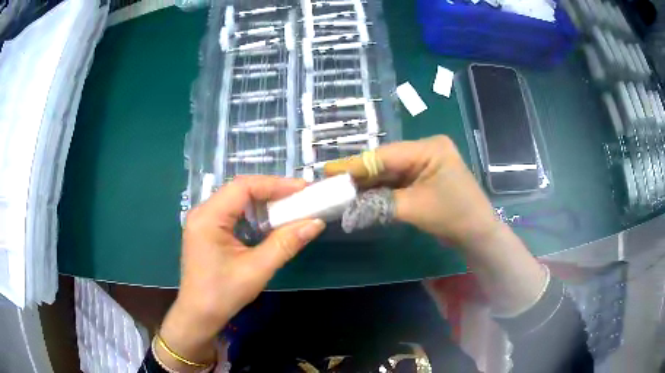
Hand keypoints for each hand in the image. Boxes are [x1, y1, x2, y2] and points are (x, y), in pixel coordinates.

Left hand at [157, 176, 325, 369]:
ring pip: (237, 200)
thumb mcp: (257, 270)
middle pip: (240, 189)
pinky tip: (269, 220)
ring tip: (290, 205)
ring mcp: (203, 221)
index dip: (275, 184)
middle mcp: (203, 212)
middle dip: (272, 191)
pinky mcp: (207, 230)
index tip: (303, 189)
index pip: (243, 187)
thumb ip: (286, 243)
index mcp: (208, 217)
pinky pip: (232, 212)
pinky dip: (253, 213)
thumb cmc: (223, 294)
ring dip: (263, 201)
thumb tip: (316, 223)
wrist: (199, 316)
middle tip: (301, 196)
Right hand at [326, 135, 499, 248]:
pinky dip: (380, 191)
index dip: (356, 164)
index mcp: (429, 148)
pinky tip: (361, 195)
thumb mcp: (415, 207)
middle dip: (360, 174)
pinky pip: (396, 182)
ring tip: (340, 189)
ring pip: (389, 173)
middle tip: (330, 181)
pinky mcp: (423, 179)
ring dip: (368, 184)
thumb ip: (379, 203)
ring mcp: (425, 165)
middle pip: (386, 162)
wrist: (478, 234)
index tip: (329, 170)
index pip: (386, 155)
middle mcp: (426, 150)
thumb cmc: (453, 216)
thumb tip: (348, 205)